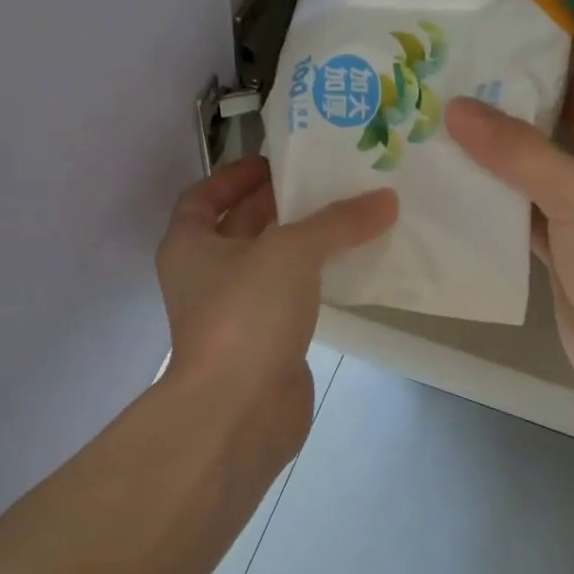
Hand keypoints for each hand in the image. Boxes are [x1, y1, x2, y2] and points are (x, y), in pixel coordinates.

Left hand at [156, 154, 396, 464]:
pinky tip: (349, 268)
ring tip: (348, 218)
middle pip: (239, 228)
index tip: (275, 162)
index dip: (234, 175)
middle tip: (326, 183)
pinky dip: (314, 282)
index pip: (202, 197)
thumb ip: (337, 222)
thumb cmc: (246, 315)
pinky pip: (291, 300)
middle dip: (277, 205)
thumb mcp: (290, 252)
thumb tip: (385, 199)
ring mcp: (235, 314)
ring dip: (302, 244)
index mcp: (188, 246)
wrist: (239, 410)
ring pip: (269, 266)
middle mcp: (206, 277)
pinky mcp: (265, 343)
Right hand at [444, 19, 573, 425]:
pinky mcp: (571, 258)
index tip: (564, 13)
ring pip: (551, 173)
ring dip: (515, 151)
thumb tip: (457, 110)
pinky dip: (504, 202)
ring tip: (464, 114)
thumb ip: (519, 152)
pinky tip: (466, 183)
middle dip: (545, 95)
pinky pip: (532, 216)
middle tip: (492, 63)